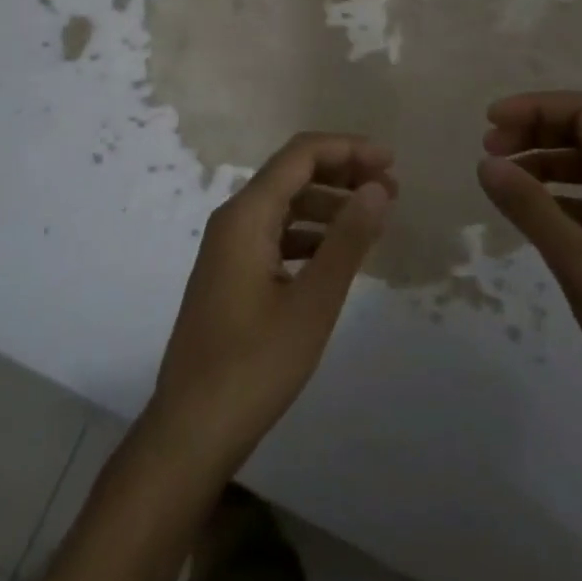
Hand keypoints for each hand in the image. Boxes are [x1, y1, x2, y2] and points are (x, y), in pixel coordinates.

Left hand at [149, 134, 395, 469]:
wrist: (190, 432)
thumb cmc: (254, 365)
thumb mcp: (312, 303)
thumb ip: (347, 240)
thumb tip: (376, 188)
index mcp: (246, 215)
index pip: (300, 155)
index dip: (348, 149)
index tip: (391, 162)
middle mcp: (233, 220)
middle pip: (292, 174)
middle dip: (342, 174)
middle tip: (391, 190)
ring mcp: (229, 248)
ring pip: (285, 205)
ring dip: (329, 205)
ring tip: (374, 220)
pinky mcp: (232, 275)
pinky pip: (277, 235)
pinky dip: (311, 234)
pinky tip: (339, 253)